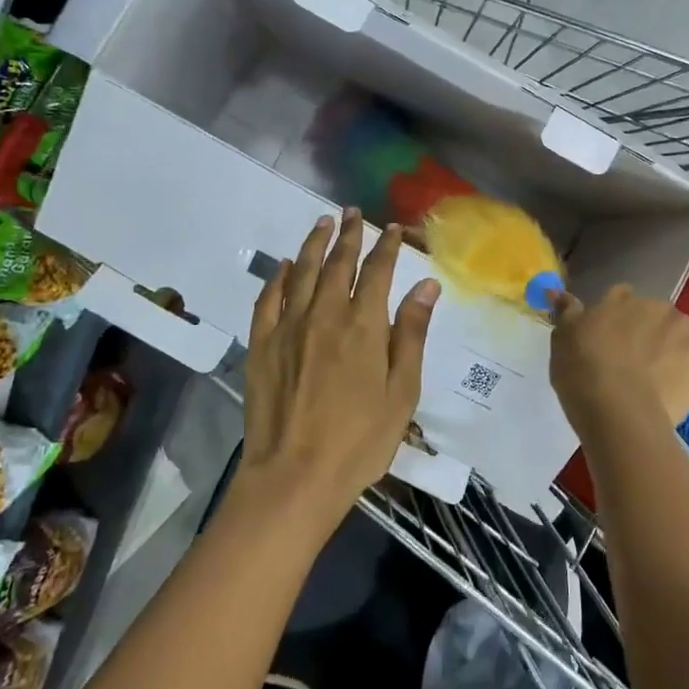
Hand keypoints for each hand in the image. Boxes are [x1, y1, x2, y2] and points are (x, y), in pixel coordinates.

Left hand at [238, 211, 439, 528]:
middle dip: (349, 234)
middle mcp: (325, 314)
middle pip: (338, 263)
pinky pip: (268, 299)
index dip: (387, 245)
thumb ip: (411, 334)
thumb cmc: (360, 440)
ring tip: (322, 222)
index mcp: (363, 325)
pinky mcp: (261, 344)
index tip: (393, 228)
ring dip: (314, 244)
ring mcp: (288, 327)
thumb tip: (427, 285)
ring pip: (302, 271)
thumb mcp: (402, 391)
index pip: (378, 271)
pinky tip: (285, 266)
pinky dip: (278, 277)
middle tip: (352, 212)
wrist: (295, 476)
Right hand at [550, 285, 688, 439]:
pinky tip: (675, 389)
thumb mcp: (562, 341)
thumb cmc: (582, 374)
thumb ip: (566, 313)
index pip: (619, 298)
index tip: (610, 342)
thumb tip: (558, 291)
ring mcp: (682, 327)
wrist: (620, 411)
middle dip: (645, 333)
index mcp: (618, 299)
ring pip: (677, 334)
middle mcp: (652, 304)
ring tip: (655, 382)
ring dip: (669, 348)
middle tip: (631, 365)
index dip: (616, 320)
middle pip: (652, 314)